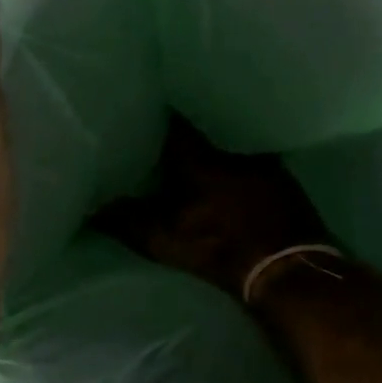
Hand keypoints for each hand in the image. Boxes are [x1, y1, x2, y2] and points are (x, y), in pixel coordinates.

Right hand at [95, 116, 329, 301]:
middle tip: (168, 138)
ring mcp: (265, 166)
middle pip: (207, 136)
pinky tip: (234, 182)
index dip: (158, 119)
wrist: (288, 271)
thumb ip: (128, 222)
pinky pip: (255, 167)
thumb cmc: (222, 250)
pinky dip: (241, 172)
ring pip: (233, 151)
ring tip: (200, 159)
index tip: (144, 111)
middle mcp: (235, 152)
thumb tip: (93, 209)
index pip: (176, 127)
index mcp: (203, 160)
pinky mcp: (286, 184)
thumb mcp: (167, 240)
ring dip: (217, 155)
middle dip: (189, 139)